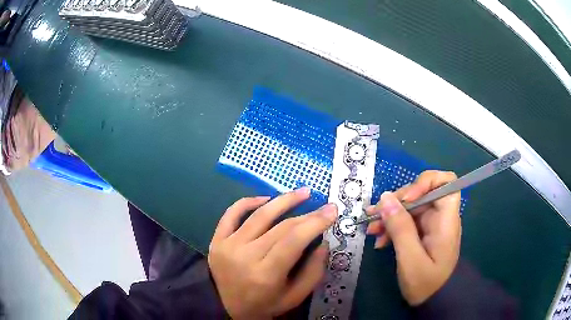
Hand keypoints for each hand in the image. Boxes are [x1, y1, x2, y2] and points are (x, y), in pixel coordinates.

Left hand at [208, 187, 337, 318]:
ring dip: (283, 200)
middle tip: (323, 206)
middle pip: (281, 227)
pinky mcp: (217, 239)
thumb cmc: (264, 304)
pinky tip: (266, 199)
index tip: (332, 209)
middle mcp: (245, 256)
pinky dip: (248, 202)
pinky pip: (231, 213)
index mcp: (266, 274)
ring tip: (301, 192)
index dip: (315, 222)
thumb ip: (313, 271)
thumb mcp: (294, 297)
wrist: (226, 307)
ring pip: (259, 215)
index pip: (294, 240)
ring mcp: (228, 245)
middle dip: (307, 214)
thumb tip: (323, 242)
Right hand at [366, 170, 460, 305]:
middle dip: (397, 202)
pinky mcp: (422, 233)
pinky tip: (380, 240)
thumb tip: (386, 197)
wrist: (433, 301)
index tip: (406, 198)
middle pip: (421, 193)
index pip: (445, 182)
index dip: (425, 182)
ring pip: (410, 207)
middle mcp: (440, 216)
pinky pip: (406, 221)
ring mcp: (431, 224)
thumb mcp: (410, 259)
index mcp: (446, 219)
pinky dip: (392, 227)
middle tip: (374, 216)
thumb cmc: (426, 283)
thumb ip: (400, 228)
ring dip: (390, 215)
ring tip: (371, 229)